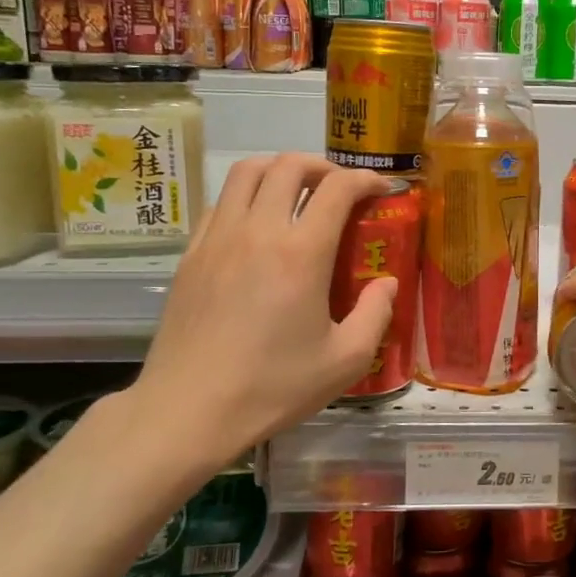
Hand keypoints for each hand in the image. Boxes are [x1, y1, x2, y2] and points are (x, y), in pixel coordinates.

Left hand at [119, 154, 397, 480]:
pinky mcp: (190, 254)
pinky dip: (246, 197)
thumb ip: (375, 314)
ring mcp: (217, 238)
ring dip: (279, 171)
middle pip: (288, 165)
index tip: (381, 189)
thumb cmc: (273, 388)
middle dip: (321, 166)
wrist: (188, 410)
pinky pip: (220, 202)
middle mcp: (258, 231)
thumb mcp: (345, 360)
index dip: (365, 179)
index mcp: (301, 253)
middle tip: (339, 189)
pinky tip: (256, 226)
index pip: (337, 188)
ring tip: (297, 194)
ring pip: (246, 172)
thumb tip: (387, 283)